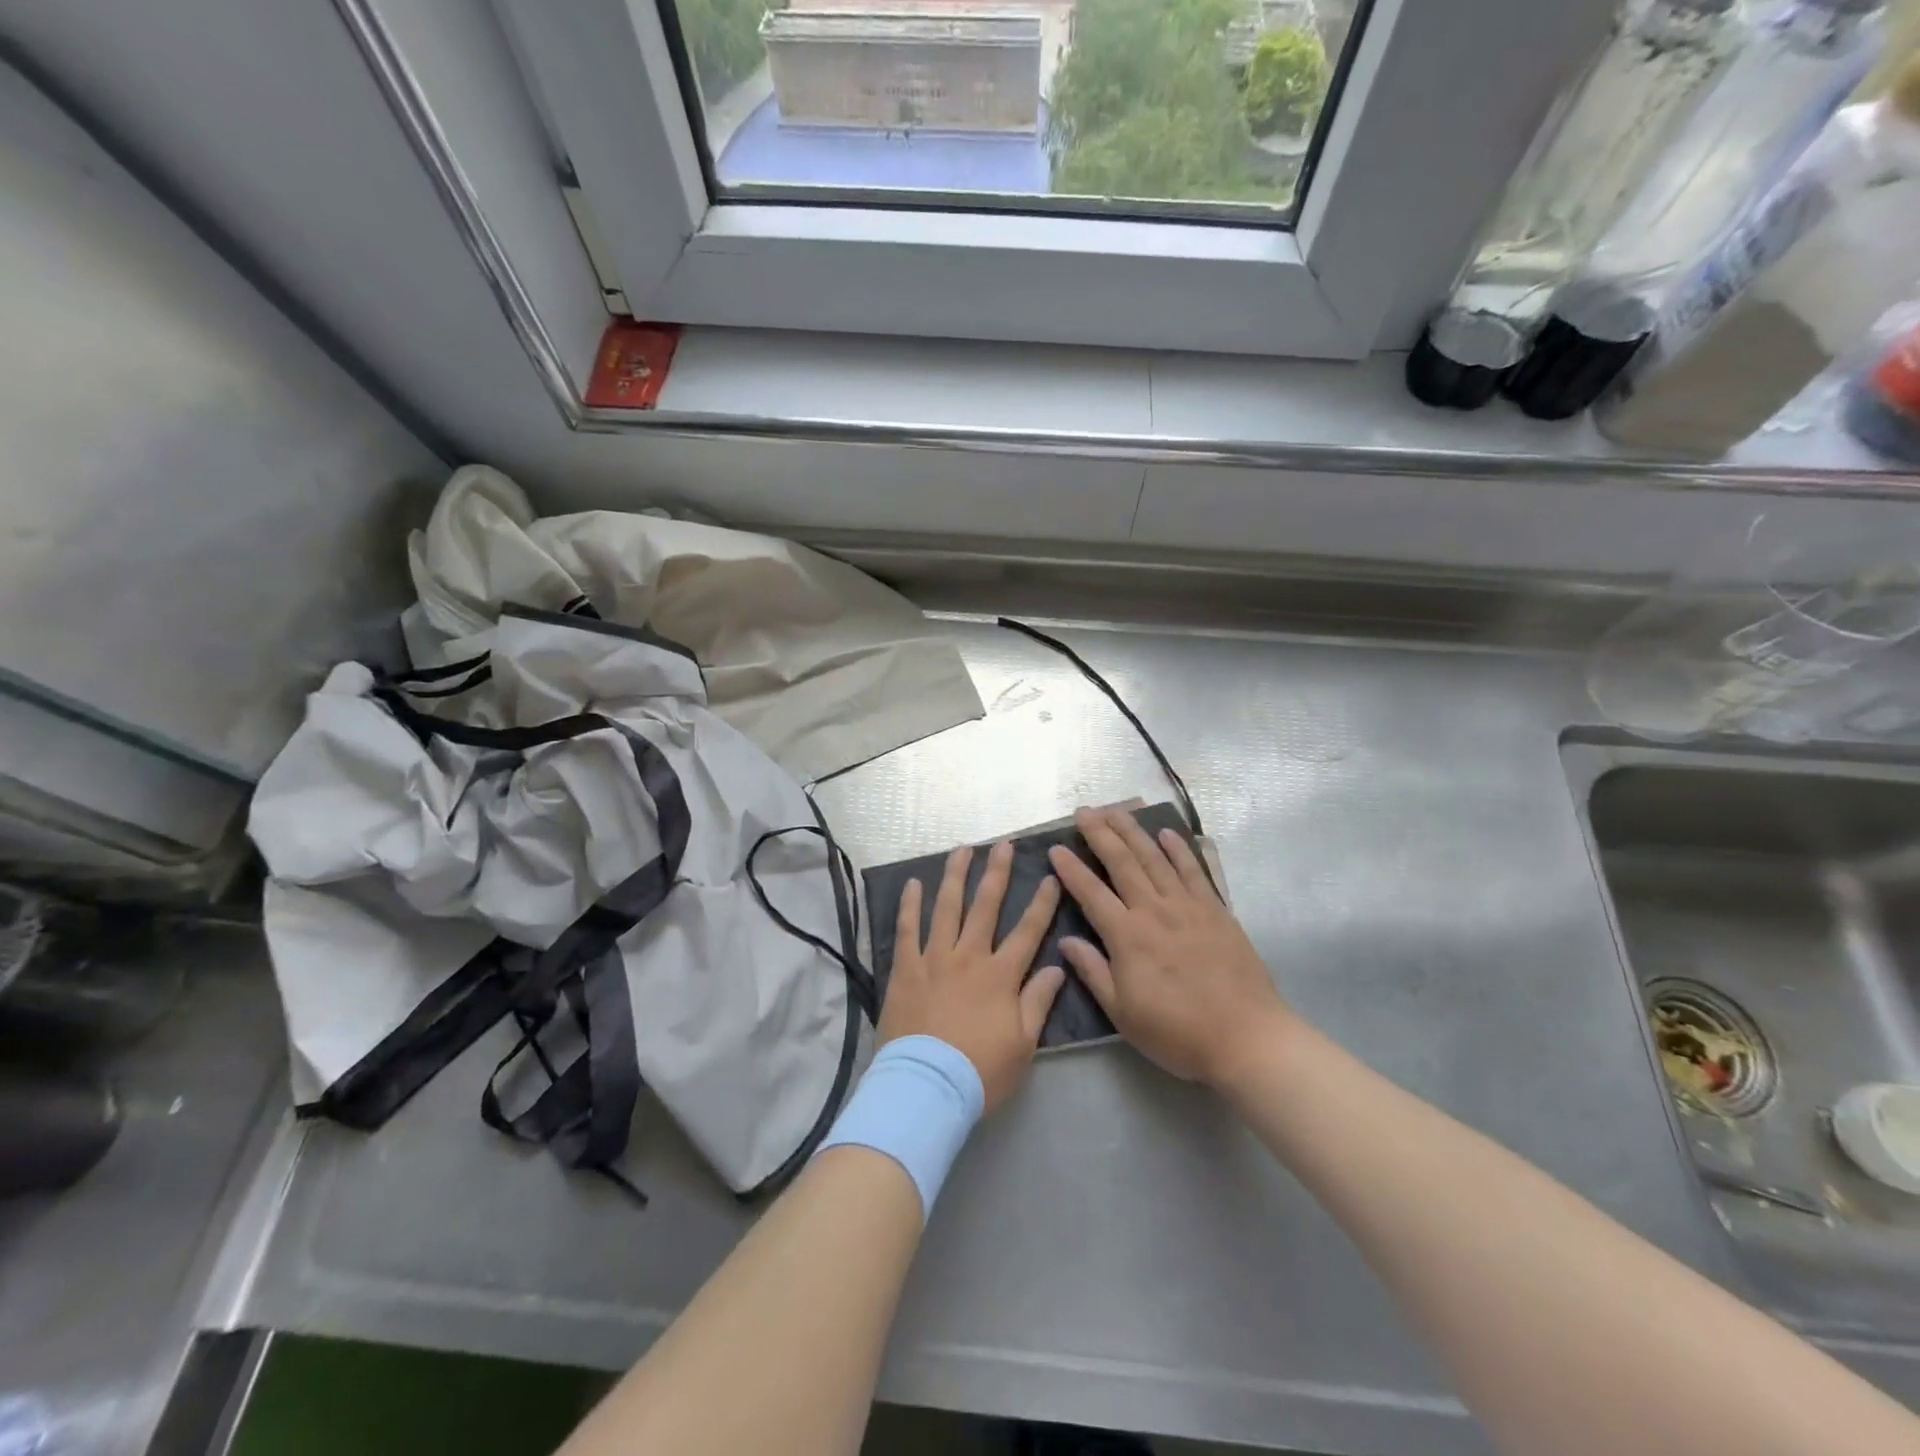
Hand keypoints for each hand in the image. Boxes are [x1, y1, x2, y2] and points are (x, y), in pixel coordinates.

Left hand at [879, 841, 1066, 1109]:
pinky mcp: (905, 968)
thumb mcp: (1023, 1044)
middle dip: (997, 873)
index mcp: (1000, 975)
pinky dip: (910, 905)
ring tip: (961, 850)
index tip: (1051, 877)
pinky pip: (907, 929)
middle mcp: (969, 957)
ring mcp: (934, 959)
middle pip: (986, 907)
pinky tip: (912, 884)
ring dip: (955, 876)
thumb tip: (1057, 967)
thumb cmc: (980, 1071)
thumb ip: (1038, 1001)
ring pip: (946, 908)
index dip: (1042, 903)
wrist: (926, 1086)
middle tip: (1003, 845)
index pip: (1028, 931)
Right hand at [1048, 807, 1293, 1088]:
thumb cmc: (1177, 1032)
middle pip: (1122, 862)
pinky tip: (1167, 834)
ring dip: (1133, 831)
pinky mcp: (1215, 910)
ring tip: (1117, 810)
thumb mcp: (1123, 1013)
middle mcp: (1154, 910)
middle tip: (1084, 811)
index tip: (1055, 848)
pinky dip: (1179, 849)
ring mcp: (1187, 906)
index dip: (1071, 869)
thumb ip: (1093, 972)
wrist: (1245, 1037)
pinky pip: (1193, 871)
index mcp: (1127, 936)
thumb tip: (1065, 941)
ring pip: (1155, 858)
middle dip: (1100, 833)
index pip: (1091, 892)